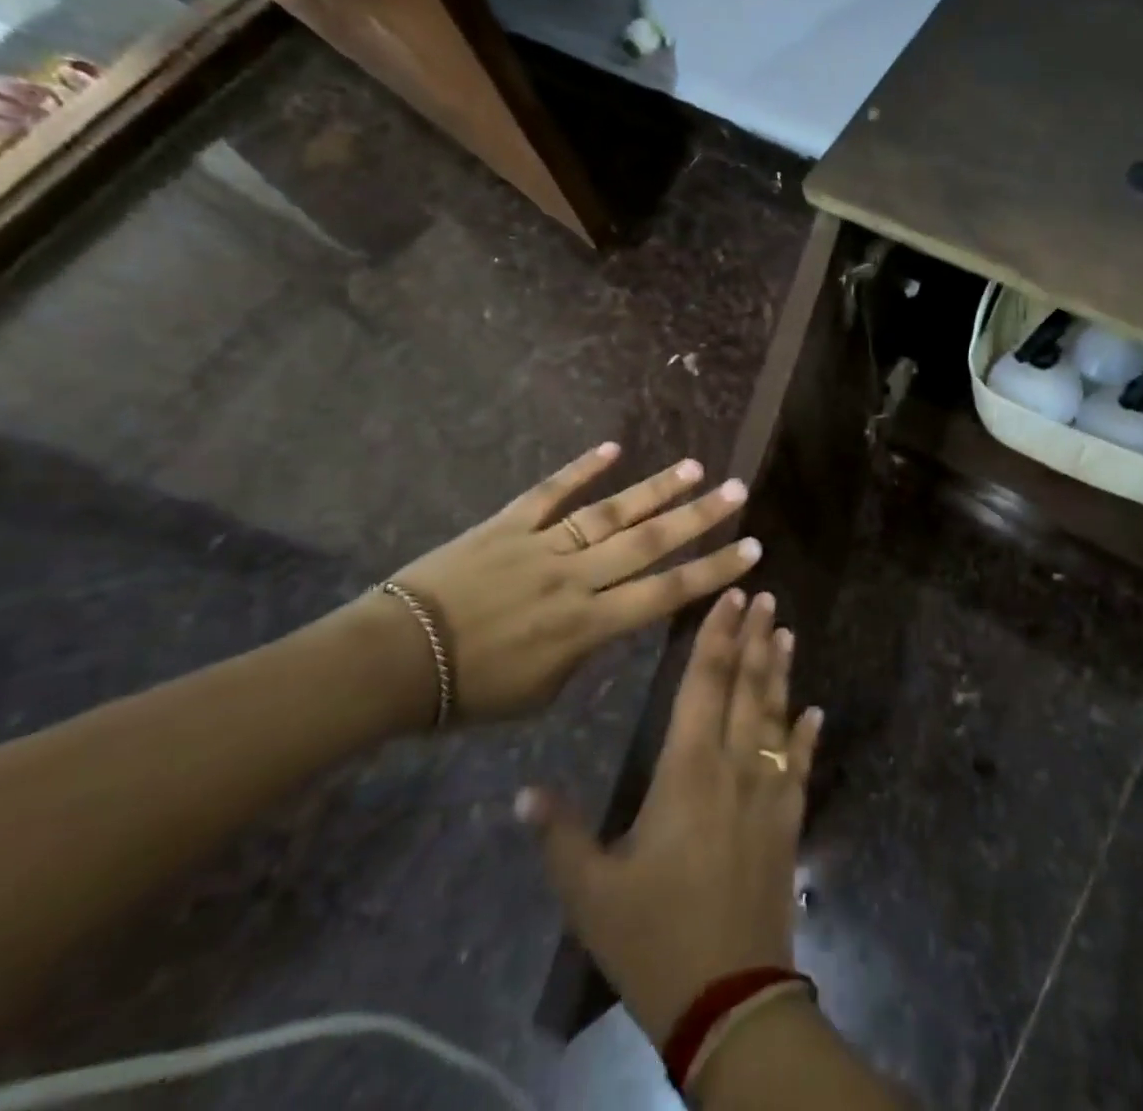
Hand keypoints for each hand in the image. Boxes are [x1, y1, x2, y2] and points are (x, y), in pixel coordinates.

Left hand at [388, 443, 760, 721]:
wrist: (392, 661)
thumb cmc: (469, 692)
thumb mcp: (541, 692)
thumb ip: (583, 651)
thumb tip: (601, 619)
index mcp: (587, 625)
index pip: (666, 593)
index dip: (712, 571)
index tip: (751, 550)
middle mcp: (575, 577)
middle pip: (648, 543)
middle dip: (698, 517)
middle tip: (737, 491)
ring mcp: (541, 544)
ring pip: (609, 512)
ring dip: (654, 490)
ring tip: (693, 468)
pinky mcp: (507, 524)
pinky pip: (549, 492)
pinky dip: (581, 469)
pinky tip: (612, 449)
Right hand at [516, 590, 820, 1043]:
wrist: (729, 996)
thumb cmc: (654, 938)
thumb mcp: (591, 894)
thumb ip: (559, 837)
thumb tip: (522, 793)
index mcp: (687, 770)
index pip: (704, 684)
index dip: (716, 636)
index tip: (730, 596)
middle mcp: (734, 766)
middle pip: (746, 687)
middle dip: (754, 637)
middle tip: (764, 595)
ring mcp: (768, 791)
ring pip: (775, 714)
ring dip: (780, 671)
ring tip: (785, 631)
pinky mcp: (789, 820)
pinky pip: (800, 764)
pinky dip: (806, 734)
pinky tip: (814, 710)